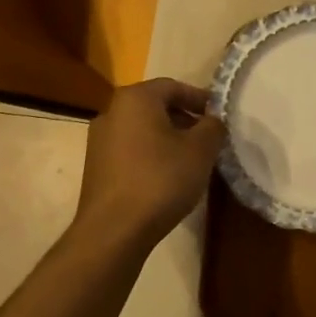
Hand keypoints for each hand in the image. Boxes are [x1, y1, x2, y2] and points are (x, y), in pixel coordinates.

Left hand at [75, 79, 226, 245]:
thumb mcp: (200, 150)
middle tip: (208, 139)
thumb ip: (212, 127)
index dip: (200, 99)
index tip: (219, 117)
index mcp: (135, 99)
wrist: (114, 230)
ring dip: (168, 138)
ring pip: (142, 130)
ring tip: (191, 160)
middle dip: (185, 119)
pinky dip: (151, 155)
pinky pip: (130, 150)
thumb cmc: (161, 180)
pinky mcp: (96, 167)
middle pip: (156, 106)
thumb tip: (212, 120)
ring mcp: (99, 140)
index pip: (173, 86)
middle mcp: (111, 112)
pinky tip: (167, 177)